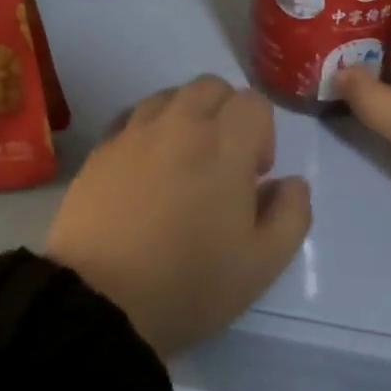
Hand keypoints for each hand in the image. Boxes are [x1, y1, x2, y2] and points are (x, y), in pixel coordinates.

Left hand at [44, 75, 311, 358]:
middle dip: (227, 114)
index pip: (253, 103)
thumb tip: (292, 182)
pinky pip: (134, 119)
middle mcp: (179, 123)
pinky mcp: (101, 149)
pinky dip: (150, 132)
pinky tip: (146, 173)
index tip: (254, 176)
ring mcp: (134, 132)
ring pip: (170, 96)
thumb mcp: (262, 263)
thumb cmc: (189, 283)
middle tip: (223, 164)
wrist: (99, 303)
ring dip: (187, 117)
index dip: (263, 134)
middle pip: (211, 87)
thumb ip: (291, 214)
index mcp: (224, 143)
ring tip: (183, 165)